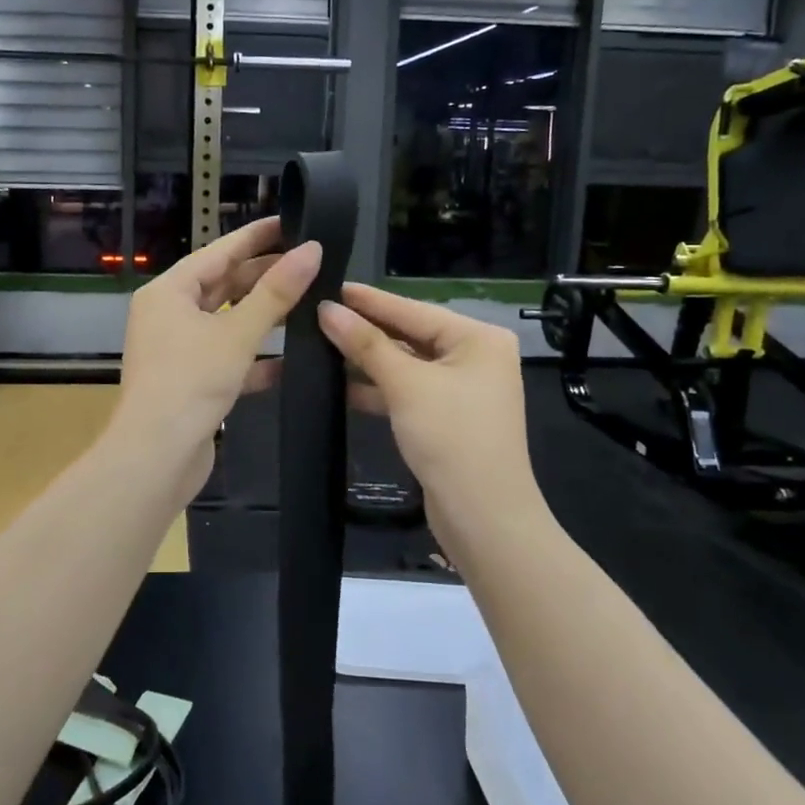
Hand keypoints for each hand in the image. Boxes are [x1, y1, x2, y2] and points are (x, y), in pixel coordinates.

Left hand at [111, 218, 322, 503]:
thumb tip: (312, 250)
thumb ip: (276, 292)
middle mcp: (168, 315)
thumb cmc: (191, 382)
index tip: (291, 221)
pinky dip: (254, 357)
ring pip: (227, 322)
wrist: (156, 456)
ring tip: (308, 302)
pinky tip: (290, 359)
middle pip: (222, 285)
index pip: (218, 252)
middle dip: (264, 276)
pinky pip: (227, 357)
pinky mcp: (190, 381)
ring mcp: (178, 349)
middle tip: (309, 262)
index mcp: (169, 292)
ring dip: (263, 316)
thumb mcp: (237, 333)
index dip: (256, 236)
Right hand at [318, 284, 536, 535]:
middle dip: (366, 330)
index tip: (331, 287)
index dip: (369, 300)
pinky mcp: (448, 417)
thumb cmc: (451, 437)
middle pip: (411, 335)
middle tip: (320, 314)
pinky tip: (342, 385)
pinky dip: (380, 388)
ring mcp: (463, 389)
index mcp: (479, 338)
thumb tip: (326, 310)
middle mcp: (476, 357)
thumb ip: (366, 344)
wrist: (484, 517)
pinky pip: (408, 391)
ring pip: (407, 365)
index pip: (414, 309)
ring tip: (321, 345)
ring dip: (368, 360)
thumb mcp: (406, 385)